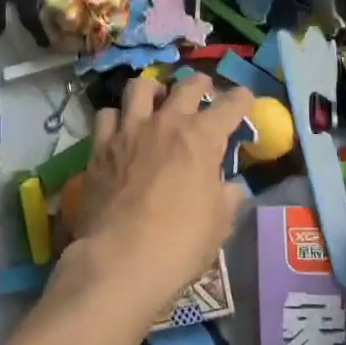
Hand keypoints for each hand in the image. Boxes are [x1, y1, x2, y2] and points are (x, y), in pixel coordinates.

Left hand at [55, 74, 251, 326]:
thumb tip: (229, 187)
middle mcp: (166, 122)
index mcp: (201, 137)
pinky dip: (117, 117)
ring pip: (140, 87)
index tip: (245, 99)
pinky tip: (120, 129)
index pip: (230, 105)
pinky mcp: (100, 146)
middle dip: (200, 85)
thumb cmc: (179, 243)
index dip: (242, 99)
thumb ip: (226, 197)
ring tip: (156, 100)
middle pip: (186, 86)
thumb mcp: (219, 224)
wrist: (120, 260)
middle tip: (204, 92)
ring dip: (153, 90)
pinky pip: (107, 115)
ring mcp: (129, 130)